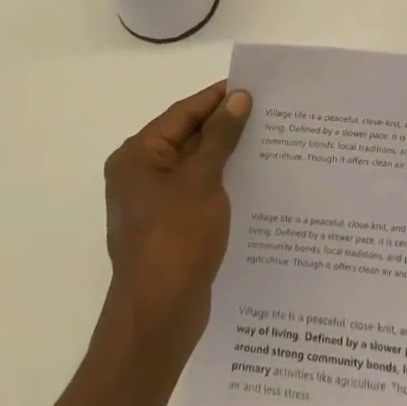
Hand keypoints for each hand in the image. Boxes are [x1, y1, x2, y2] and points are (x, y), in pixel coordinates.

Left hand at [101, 81, 252, 359]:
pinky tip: (252, 180)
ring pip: (195, 165)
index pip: (183, 113)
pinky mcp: (168, 226)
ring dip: (226, 154)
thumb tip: (238, 98)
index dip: (217, 98)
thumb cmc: (176, 240)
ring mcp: (153, 202)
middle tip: (267, 112)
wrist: (157, 320)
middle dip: (225, 125)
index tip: (253, 86)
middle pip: (188, 136)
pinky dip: (221, 182)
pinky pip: (197, 191)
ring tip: (268, 141)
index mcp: (138, 155)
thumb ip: (220, 136)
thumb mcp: (202, 181)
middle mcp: (140, 174)